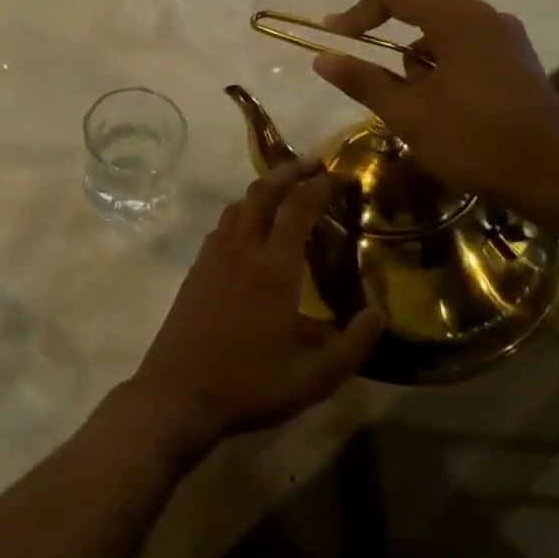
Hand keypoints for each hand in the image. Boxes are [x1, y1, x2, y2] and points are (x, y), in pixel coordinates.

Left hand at [126, 159, 384, 459]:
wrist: (178, 393)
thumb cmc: (250, 385)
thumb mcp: (315, 378)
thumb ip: (354, 344)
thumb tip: (380, 312)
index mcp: (275, 267)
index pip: (300, 206)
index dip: (323, 185)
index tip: (345, 177)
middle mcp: (242, 248)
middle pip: (264, 191)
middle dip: (290, 171)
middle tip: (314, 165)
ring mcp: (214, 255)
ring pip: (239, 204)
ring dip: (264, 188)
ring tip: (287, 189)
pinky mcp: (197, 268)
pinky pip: (223, 224)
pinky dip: (244, 210)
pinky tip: (252, 227)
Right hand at [312, 0, 558, 222]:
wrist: (558, 179)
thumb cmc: (476, 141)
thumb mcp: (409, 114)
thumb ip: (363, 81)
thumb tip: (322, 59)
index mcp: (459, 19)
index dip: (356, 13)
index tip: (334, 41)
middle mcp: (485, 17)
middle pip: (418, 14)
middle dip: (389, 50)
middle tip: (377, 90)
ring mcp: (506, 39)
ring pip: (440, 39)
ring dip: (417, 68)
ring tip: (416, 114)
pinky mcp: (517, 63)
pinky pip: (464, 54)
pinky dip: (442, 74)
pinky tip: (444, 114)